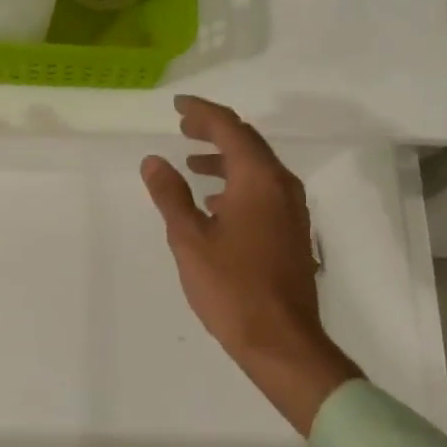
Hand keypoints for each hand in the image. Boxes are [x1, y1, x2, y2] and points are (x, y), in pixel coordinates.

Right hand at [141, 95, 359, 435]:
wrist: (281, 340)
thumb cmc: (231, 288)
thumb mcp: (189, 239)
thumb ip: (170, 195)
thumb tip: (154, 160)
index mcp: (258, 180)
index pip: (230, 128)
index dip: (202, 112)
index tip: (177, 106)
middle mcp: (281, 185)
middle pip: (248, 142)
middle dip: (214, 131)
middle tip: (183, 127)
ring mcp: (292, 209)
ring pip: (257, 167)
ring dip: (225, 158)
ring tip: (192, 163)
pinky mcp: (292, 231)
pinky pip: (264, 189)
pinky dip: (238, 183)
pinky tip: (215, 202)